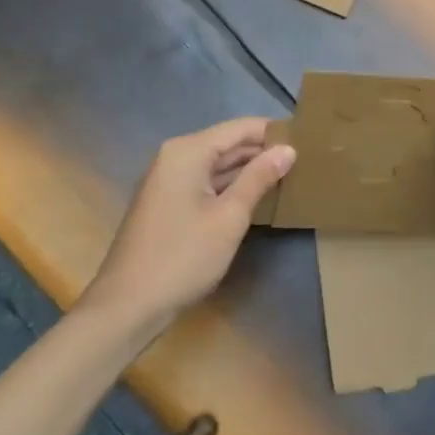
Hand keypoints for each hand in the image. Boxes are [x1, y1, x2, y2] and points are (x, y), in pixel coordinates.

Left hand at [79, 117, 294, 335]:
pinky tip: (257, 197)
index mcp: (188, 152)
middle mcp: (175, 157)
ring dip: (249, 170)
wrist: (126, 307)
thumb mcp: (230, 217)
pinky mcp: (167, 203)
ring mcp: (168, 181)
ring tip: (289, 174)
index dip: (273, 131)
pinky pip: (206, 182)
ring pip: (217, 164)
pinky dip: (230, 186)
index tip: (308, 138)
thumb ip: (259, 178)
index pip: (240, 128)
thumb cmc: (182, 257)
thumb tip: (288, 149)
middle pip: (227, 144)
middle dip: (263, 151)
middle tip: (304, 159)